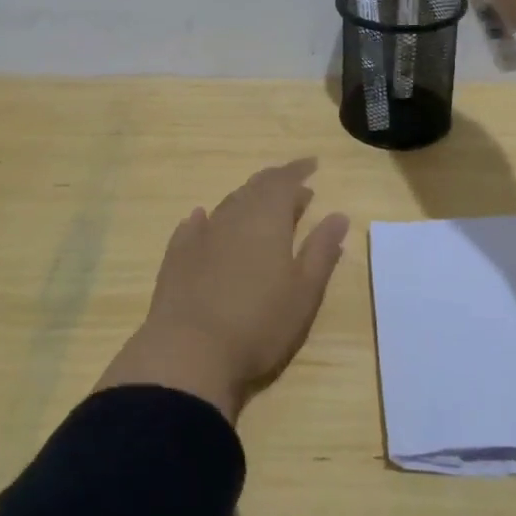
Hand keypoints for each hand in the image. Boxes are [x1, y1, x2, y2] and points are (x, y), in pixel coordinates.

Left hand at [95, 159, 348, 422]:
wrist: (189, 352)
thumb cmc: (259, 323)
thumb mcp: (304, 291)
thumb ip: (321, 250)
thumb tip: (338, 215)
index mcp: (267, 218)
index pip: (285, 181)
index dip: (299, 170)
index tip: (313, 164)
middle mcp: (233, 216)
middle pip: (256, 187)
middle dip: (276, 182)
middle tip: (294, 186)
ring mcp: (202, 234)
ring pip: (229, 203)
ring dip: (248, 199)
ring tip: (261, 205)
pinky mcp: (177, 255)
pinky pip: (194, 225)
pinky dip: (208, 219)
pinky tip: (204, 219)